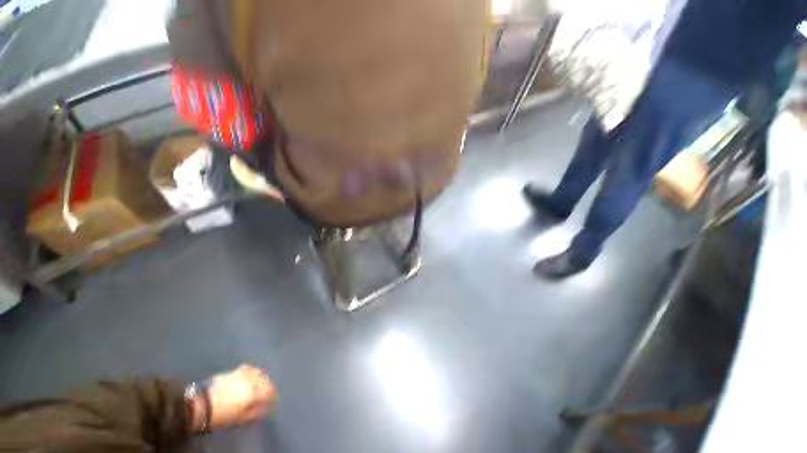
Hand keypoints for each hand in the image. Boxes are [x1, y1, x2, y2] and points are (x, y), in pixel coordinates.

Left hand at [204, 364, 275, 429]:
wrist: (200, 405)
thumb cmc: (221, 416)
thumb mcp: (240, 420)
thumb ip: (256, 413)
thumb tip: (267, 408)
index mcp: (255, 392)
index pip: (271, 392)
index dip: (274, 398)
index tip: (274, 402)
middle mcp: (252, 380)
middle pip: (266, 381)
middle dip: (268, 387)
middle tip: (267, 395)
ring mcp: (243, 373)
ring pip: (259, 373)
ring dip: (262, 379)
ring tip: (260, 385)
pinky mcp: (234, 371)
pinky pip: (249, 369)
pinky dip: (253, 373)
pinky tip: (250, 377)